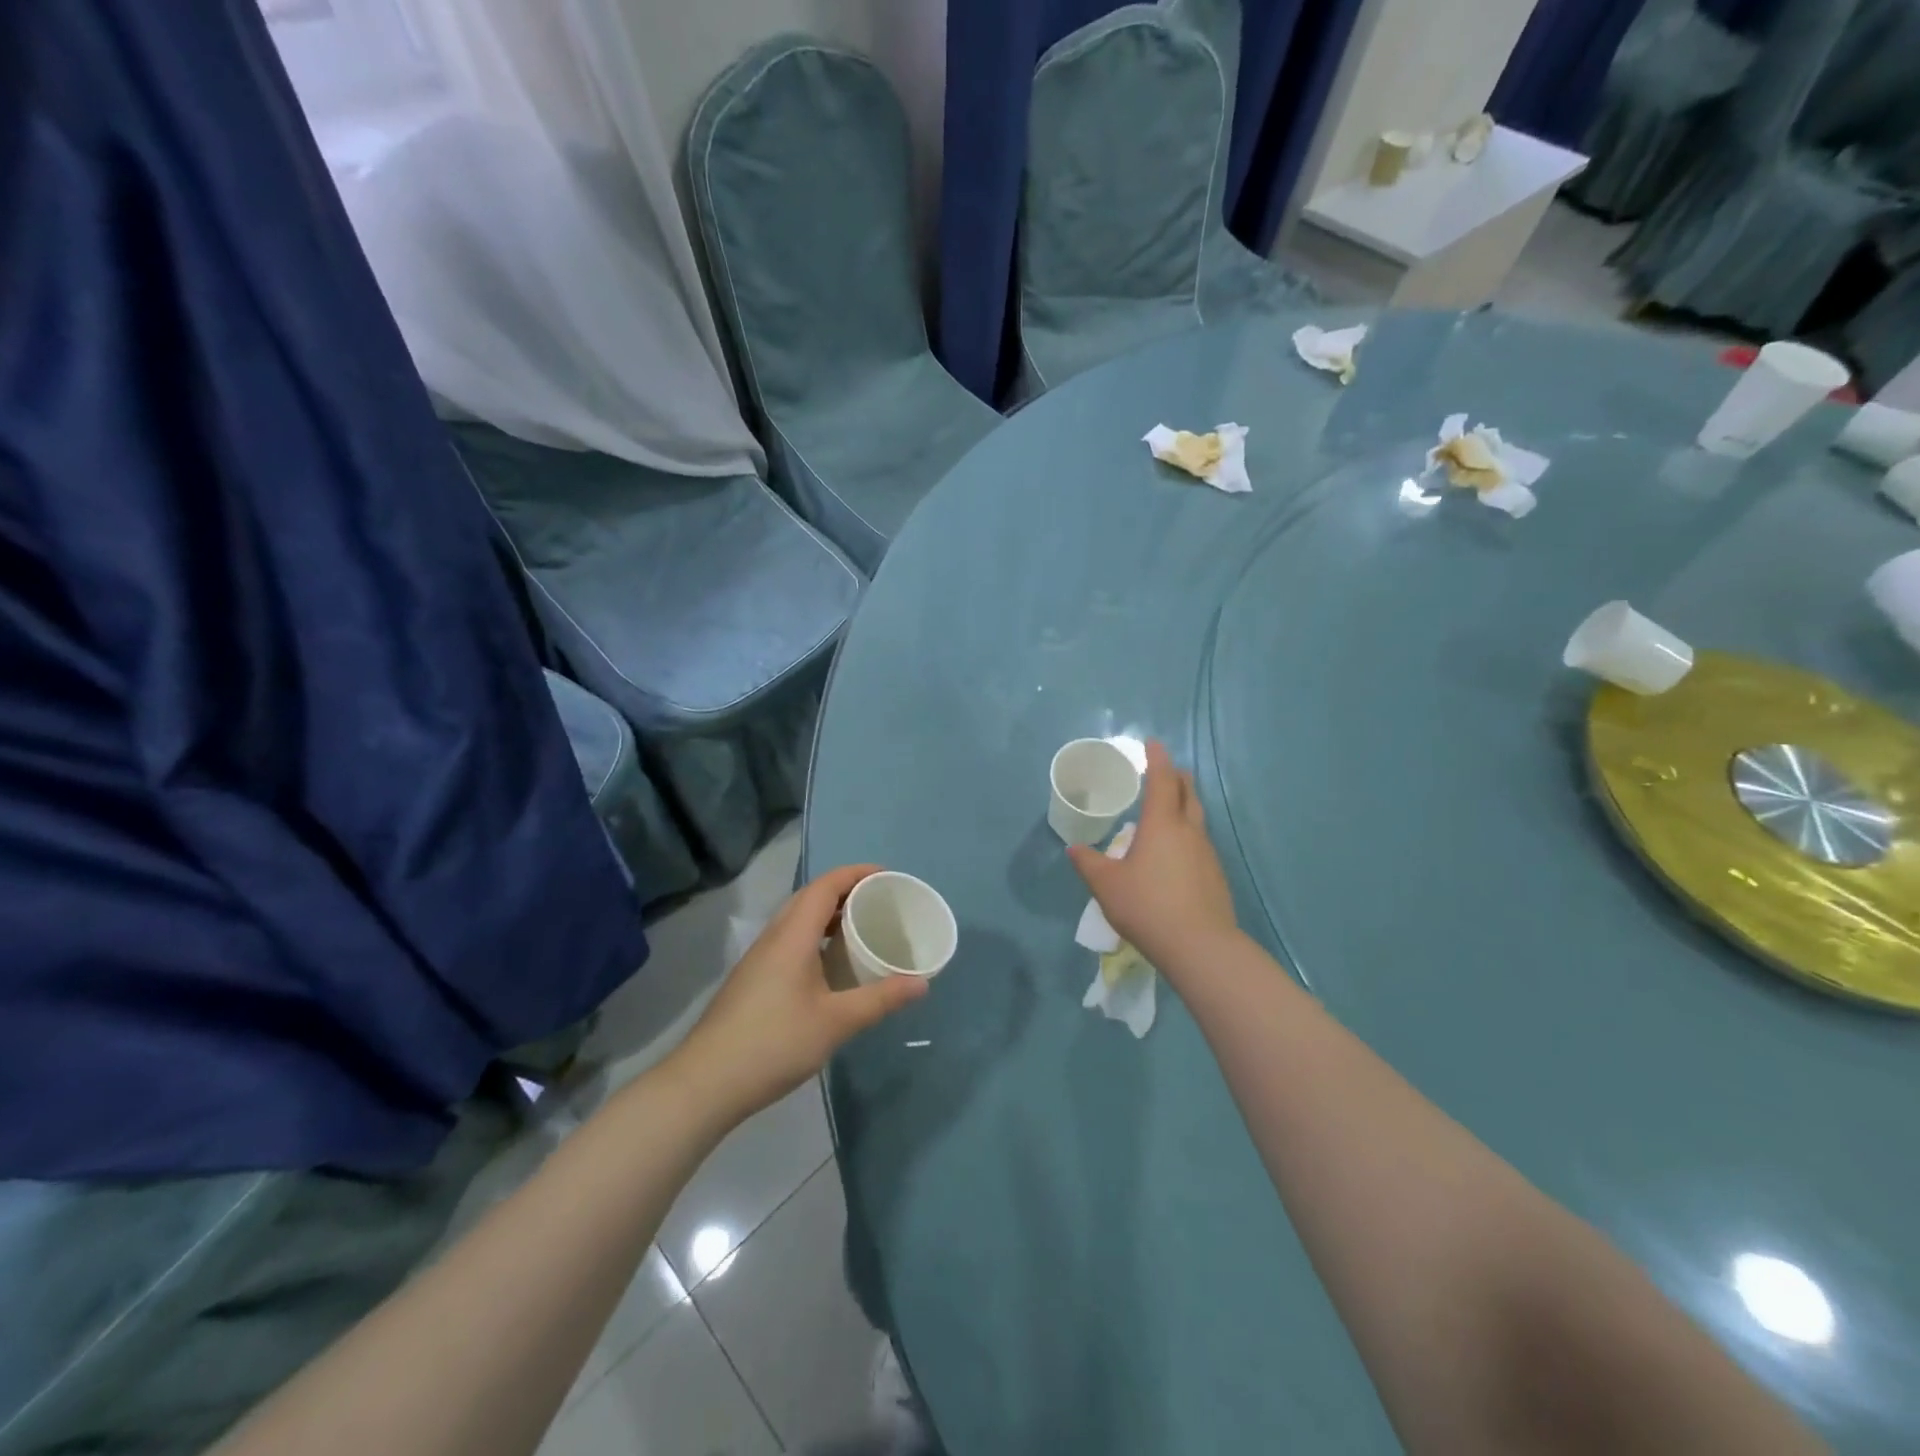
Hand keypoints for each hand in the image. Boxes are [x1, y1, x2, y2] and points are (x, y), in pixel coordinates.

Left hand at [667, 865, 929, 1125]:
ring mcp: (759, 959)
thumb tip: (922, 982)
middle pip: (810, 897)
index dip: (856, 873)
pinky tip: (830, 965)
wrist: (706, 1082)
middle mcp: (774, 937)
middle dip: (846, 890)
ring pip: (798, 919)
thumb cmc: (774, 1043)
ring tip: (861, 928)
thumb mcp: (836, 1022)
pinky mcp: (753, 979)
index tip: (887, 876)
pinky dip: (816, 936)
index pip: (826, 885)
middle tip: (880, 901)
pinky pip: (790, 940)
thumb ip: (880, 999)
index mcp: (792, 935)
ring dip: (829, 914)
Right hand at [1067, 741, 1238, 973]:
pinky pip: (1200, 842)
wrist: (1200, 946)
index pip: (1162, 780)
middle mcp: (1188, 831)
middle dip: (1176, 777)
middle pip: (1187, 793)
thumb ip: (1089, 864)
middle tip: (1164, 771)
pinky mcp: (1215, 875)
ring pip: (1197, 817)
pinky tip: (1176, 852)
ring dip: (1184, 804)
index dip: (1157, 759)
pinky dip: (1187, 833)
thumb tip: (1074, 849)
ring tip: (1168, 808)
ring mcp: (1207, 853)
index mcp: (1161, 824)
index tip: (1153, 743)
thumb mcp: (1107, 885)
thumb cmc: (1147, 906)